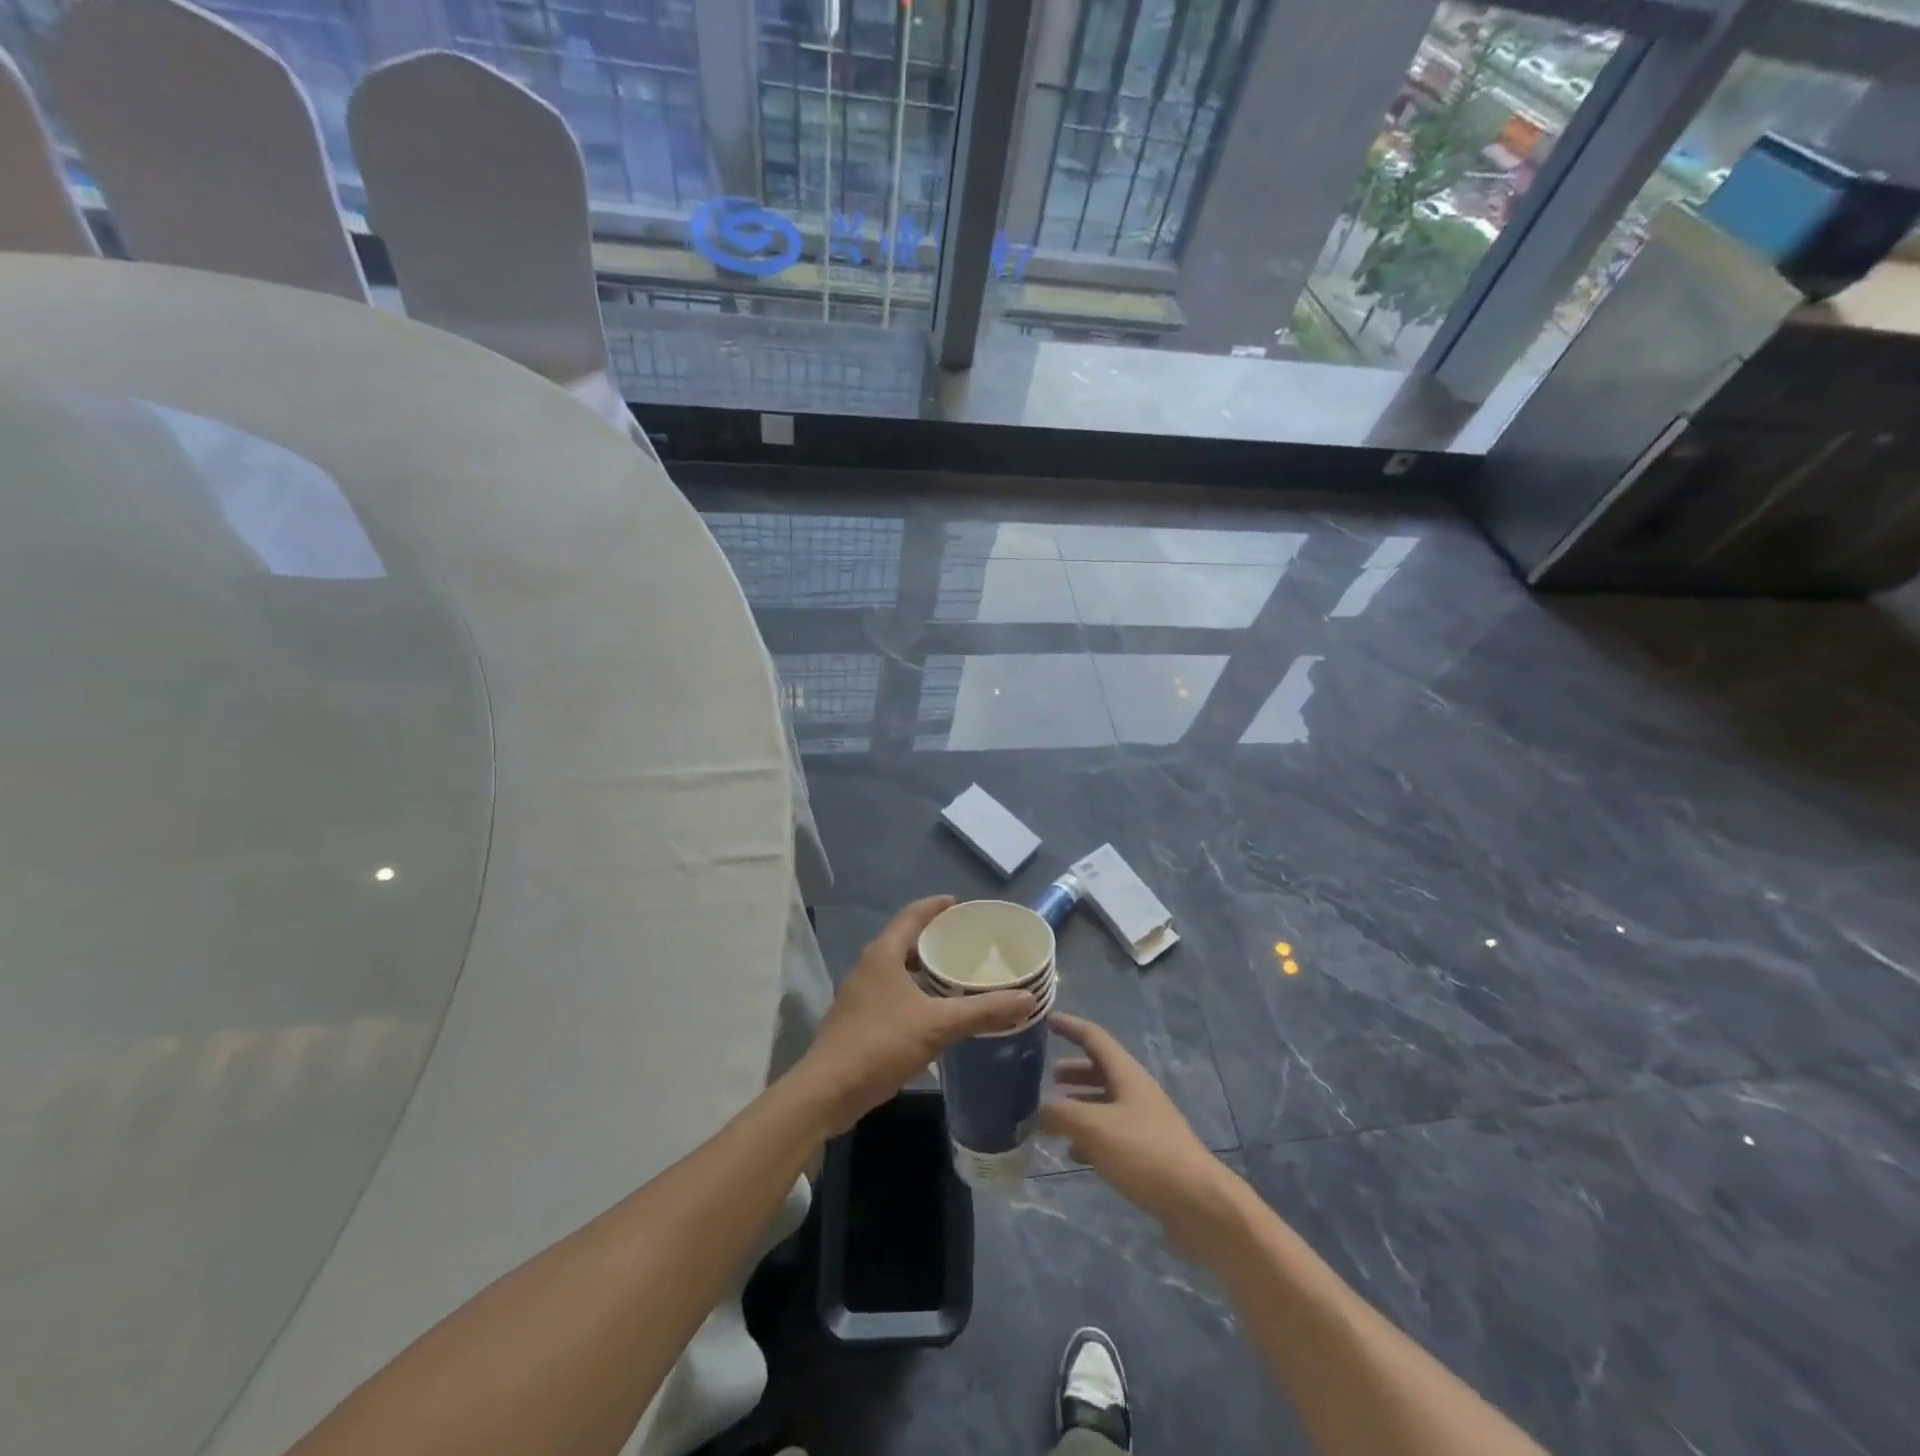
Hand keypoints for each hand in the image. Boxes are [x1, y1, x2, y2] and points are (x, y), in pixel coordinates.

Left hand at [796, 896, 1036, 1135]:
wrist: (828, 1091)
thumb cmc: (881, 1044)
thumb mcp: (938, 1025)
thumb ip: (983, 1011)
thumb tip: (1028, 998)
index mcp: (883, 954)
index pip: (911, 915)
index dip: (935, 906)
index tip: (959, 903)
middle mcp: (869, 966)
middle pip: (904, 940)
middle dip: (933, 938)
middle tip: (966, 942)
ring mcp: (860, 994)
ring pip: (898, 969)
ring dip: (924, 968)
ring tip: (956, 974)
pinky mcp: (858, 1019)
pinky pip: (892, 992)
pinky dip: (915, 991)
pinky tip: (935, 1011)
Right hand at [1041, 1013, 1238, 1246]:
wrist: (1199, 1204)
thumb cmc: (1145, 1153)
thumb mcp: (1095, 1128)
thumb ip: (1060, 1114)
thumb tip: (1035, 1111)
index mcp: (1127, 1074)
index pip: (1094, 1037)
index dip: (1070, 1026)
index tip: (1047, 1019)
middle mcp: (1136, 1092)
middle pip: (1100, 1071)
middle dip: (1072, 1071)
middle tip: (1044, 1076)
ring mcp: (1144, 1123)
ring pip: (1104, 1103)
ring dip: (1079, 1105)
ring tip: (1051, 1117)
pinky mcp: (1147, 1154)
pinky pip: (1111, 1134)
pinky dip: (1089, 1136)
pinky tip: (1073, 1153)